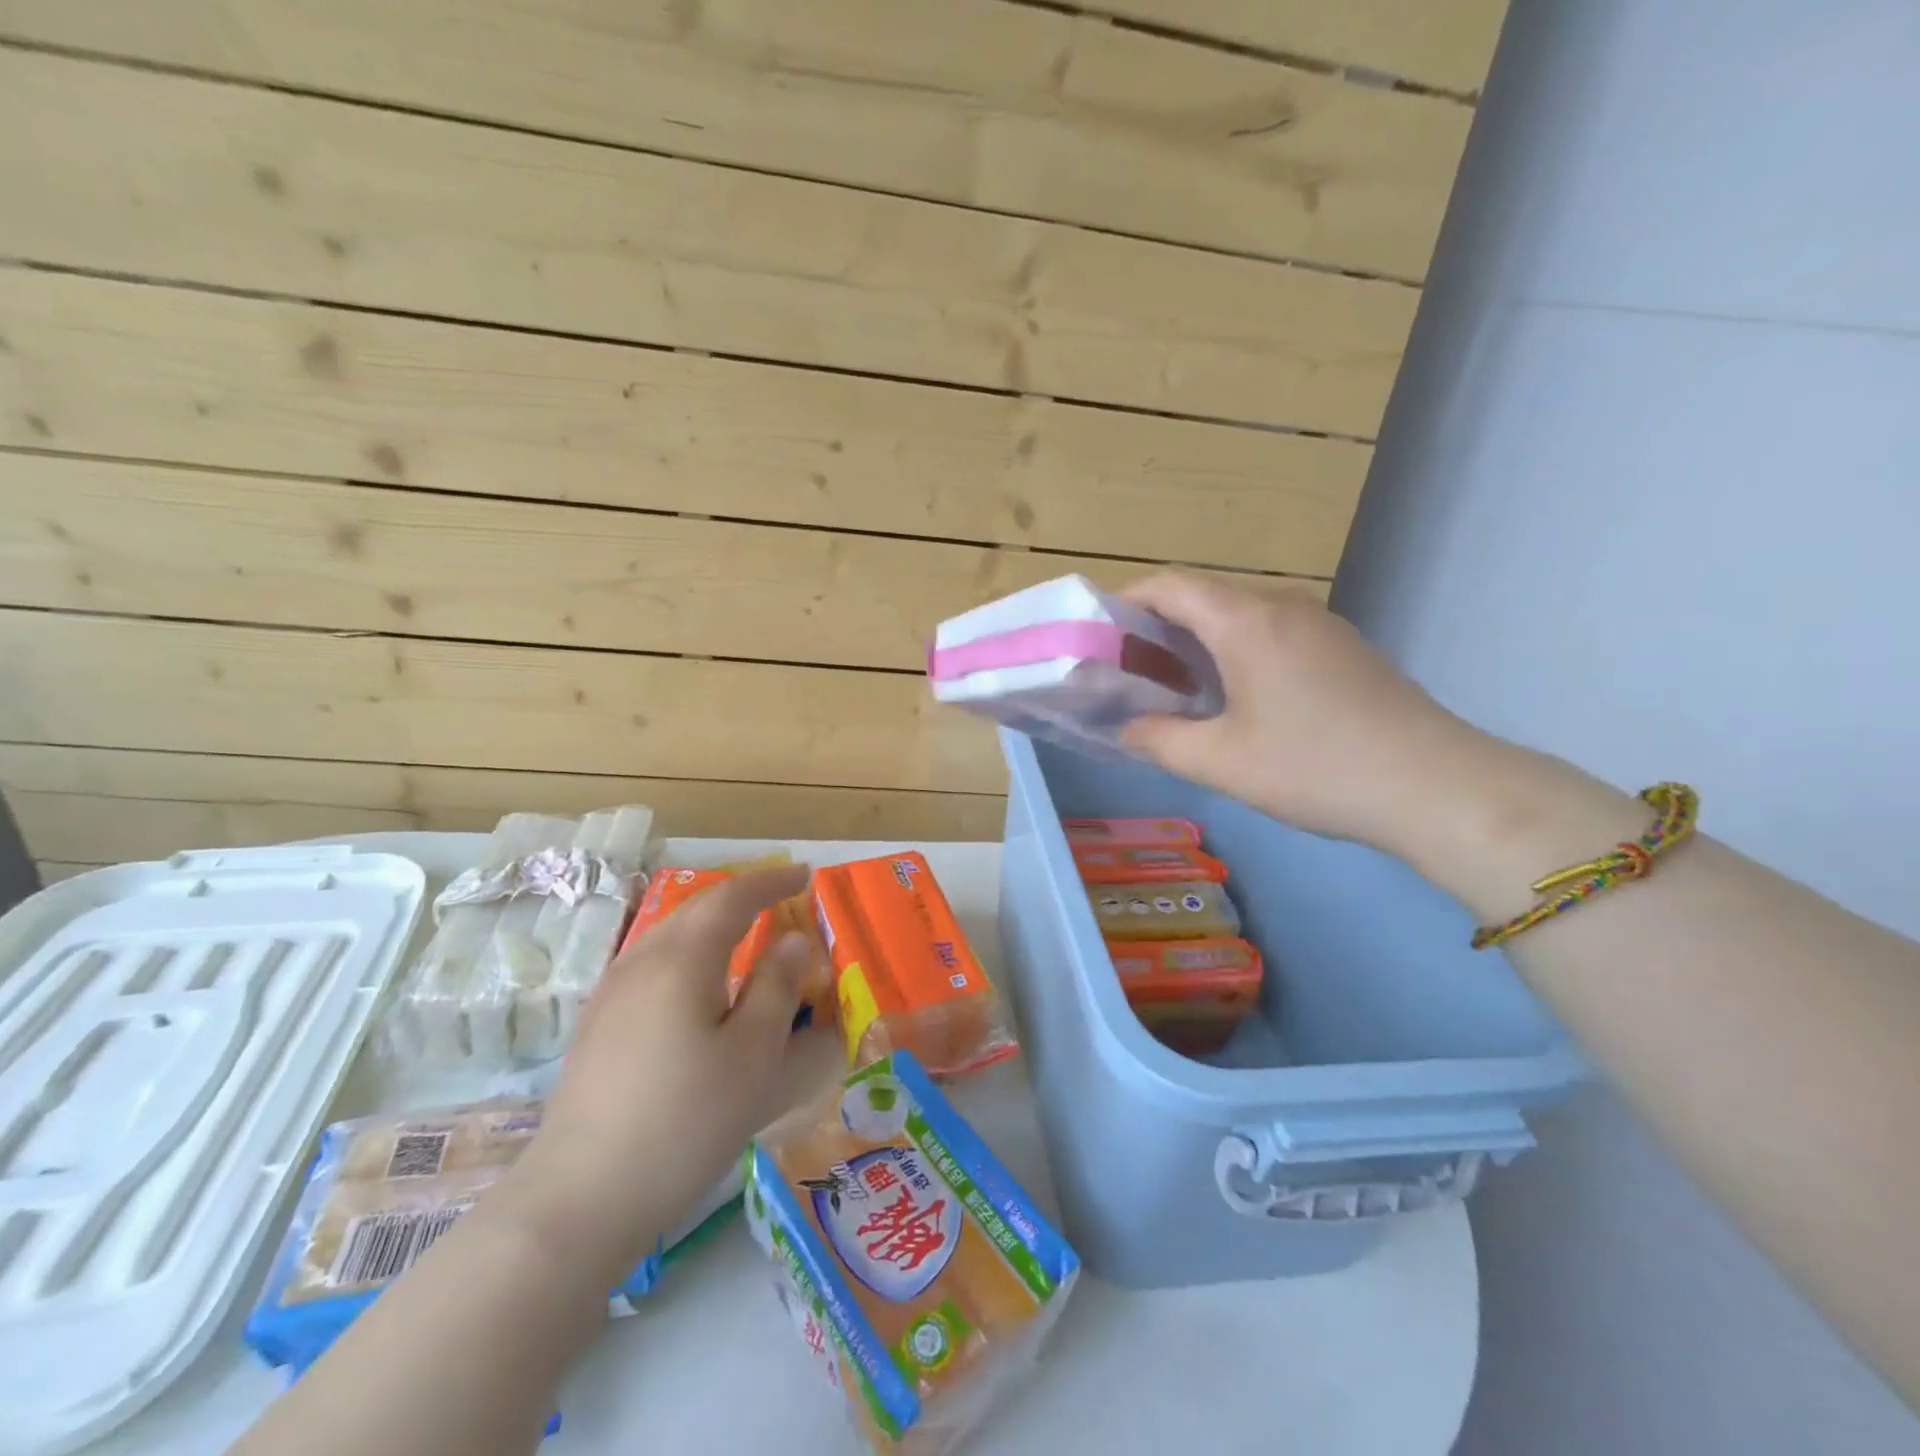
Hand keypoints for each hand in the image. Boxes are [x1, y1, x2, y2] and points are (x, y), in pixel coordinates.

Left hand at [501, 866, 826, 1283]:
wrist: (580, 1197)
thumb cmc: (685, 1120)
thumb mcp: (753, 1055)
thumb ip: (776, 988)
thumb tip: (793, 941)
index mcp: (683, 958)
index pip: (733, 898)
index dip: (771, 881)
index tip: (804, 875)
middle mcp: (642, 960)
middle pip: (697, 909)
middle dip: (742, 896)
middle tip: (780, 898)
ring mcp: (613, 991)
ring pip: (671, 934)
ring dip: (713, 922)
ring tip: (746, 933)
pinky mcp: (599, 1023)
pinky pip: (654, 962)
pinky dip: (690, 952)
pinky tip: (699, 983)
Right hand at [1119, 575, 1510, 868]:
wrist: (1436, 786)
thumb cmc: (1315, 767)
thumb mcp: (1221, 761)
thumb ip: (1159, 740)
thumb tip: (1125, 729)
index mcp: (1246, 621)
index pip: (1170, 586)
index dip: (1125, 602)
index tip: (1096, 637)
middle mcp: (1282, 607)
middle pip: (1202, 598)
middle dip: (1155, 629)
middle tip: (1126, 674)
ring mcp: (1318, 625)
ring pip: (1237, 616)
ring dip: (1195, 643)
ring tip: (1170, 689)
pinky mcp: (1341, 648)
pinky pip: (1269, 633)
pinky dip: (1232, 653)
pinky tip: (1229, 699)